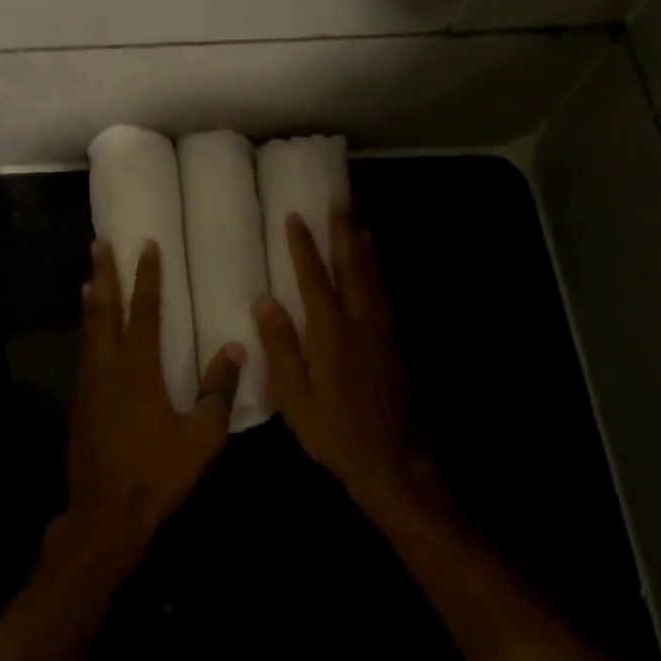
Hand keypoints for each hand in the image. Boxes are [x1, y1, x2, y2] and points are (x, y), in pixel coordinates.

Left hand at [66, 239, 243, 556]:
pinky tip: (91, 331)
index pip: (143, 312)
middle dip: (103, 275)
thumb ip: (218, 391)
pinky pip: (85, 353)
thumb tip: (236, 350)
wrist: (104, 516)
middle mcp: (108, 369)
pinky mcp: (80, 404)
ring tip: (90, 276)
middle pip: (104, 311)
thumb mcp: (200, 438)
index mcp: (138, 371)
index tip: (148, 246)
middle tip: (98, 243)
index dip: (147, 278)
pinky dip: (88, 330)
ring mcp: (89, 386)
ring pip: (89, 331)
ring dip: (91, 300)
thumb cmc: (156, 474)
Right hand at [253, 208, 431, 512]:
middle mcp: (360, 321)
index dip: (303, 246)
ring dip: (364, 250)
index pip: (314, 277)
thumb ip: (281, 347)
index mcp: (331, 331)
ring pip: (373, 279)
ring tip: (359, 226)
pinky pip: (385, 297)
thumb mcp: (295, 396)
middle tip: (339, 201)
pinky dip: (378, 276)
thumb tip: (265, 301)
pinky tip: (376, 274)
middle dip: (342, 232)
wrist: (393, 460)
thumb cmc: (335, 430)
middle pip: (352, 267)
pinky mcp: (395, 345)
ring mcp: (382, 332)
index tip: (295, 217)